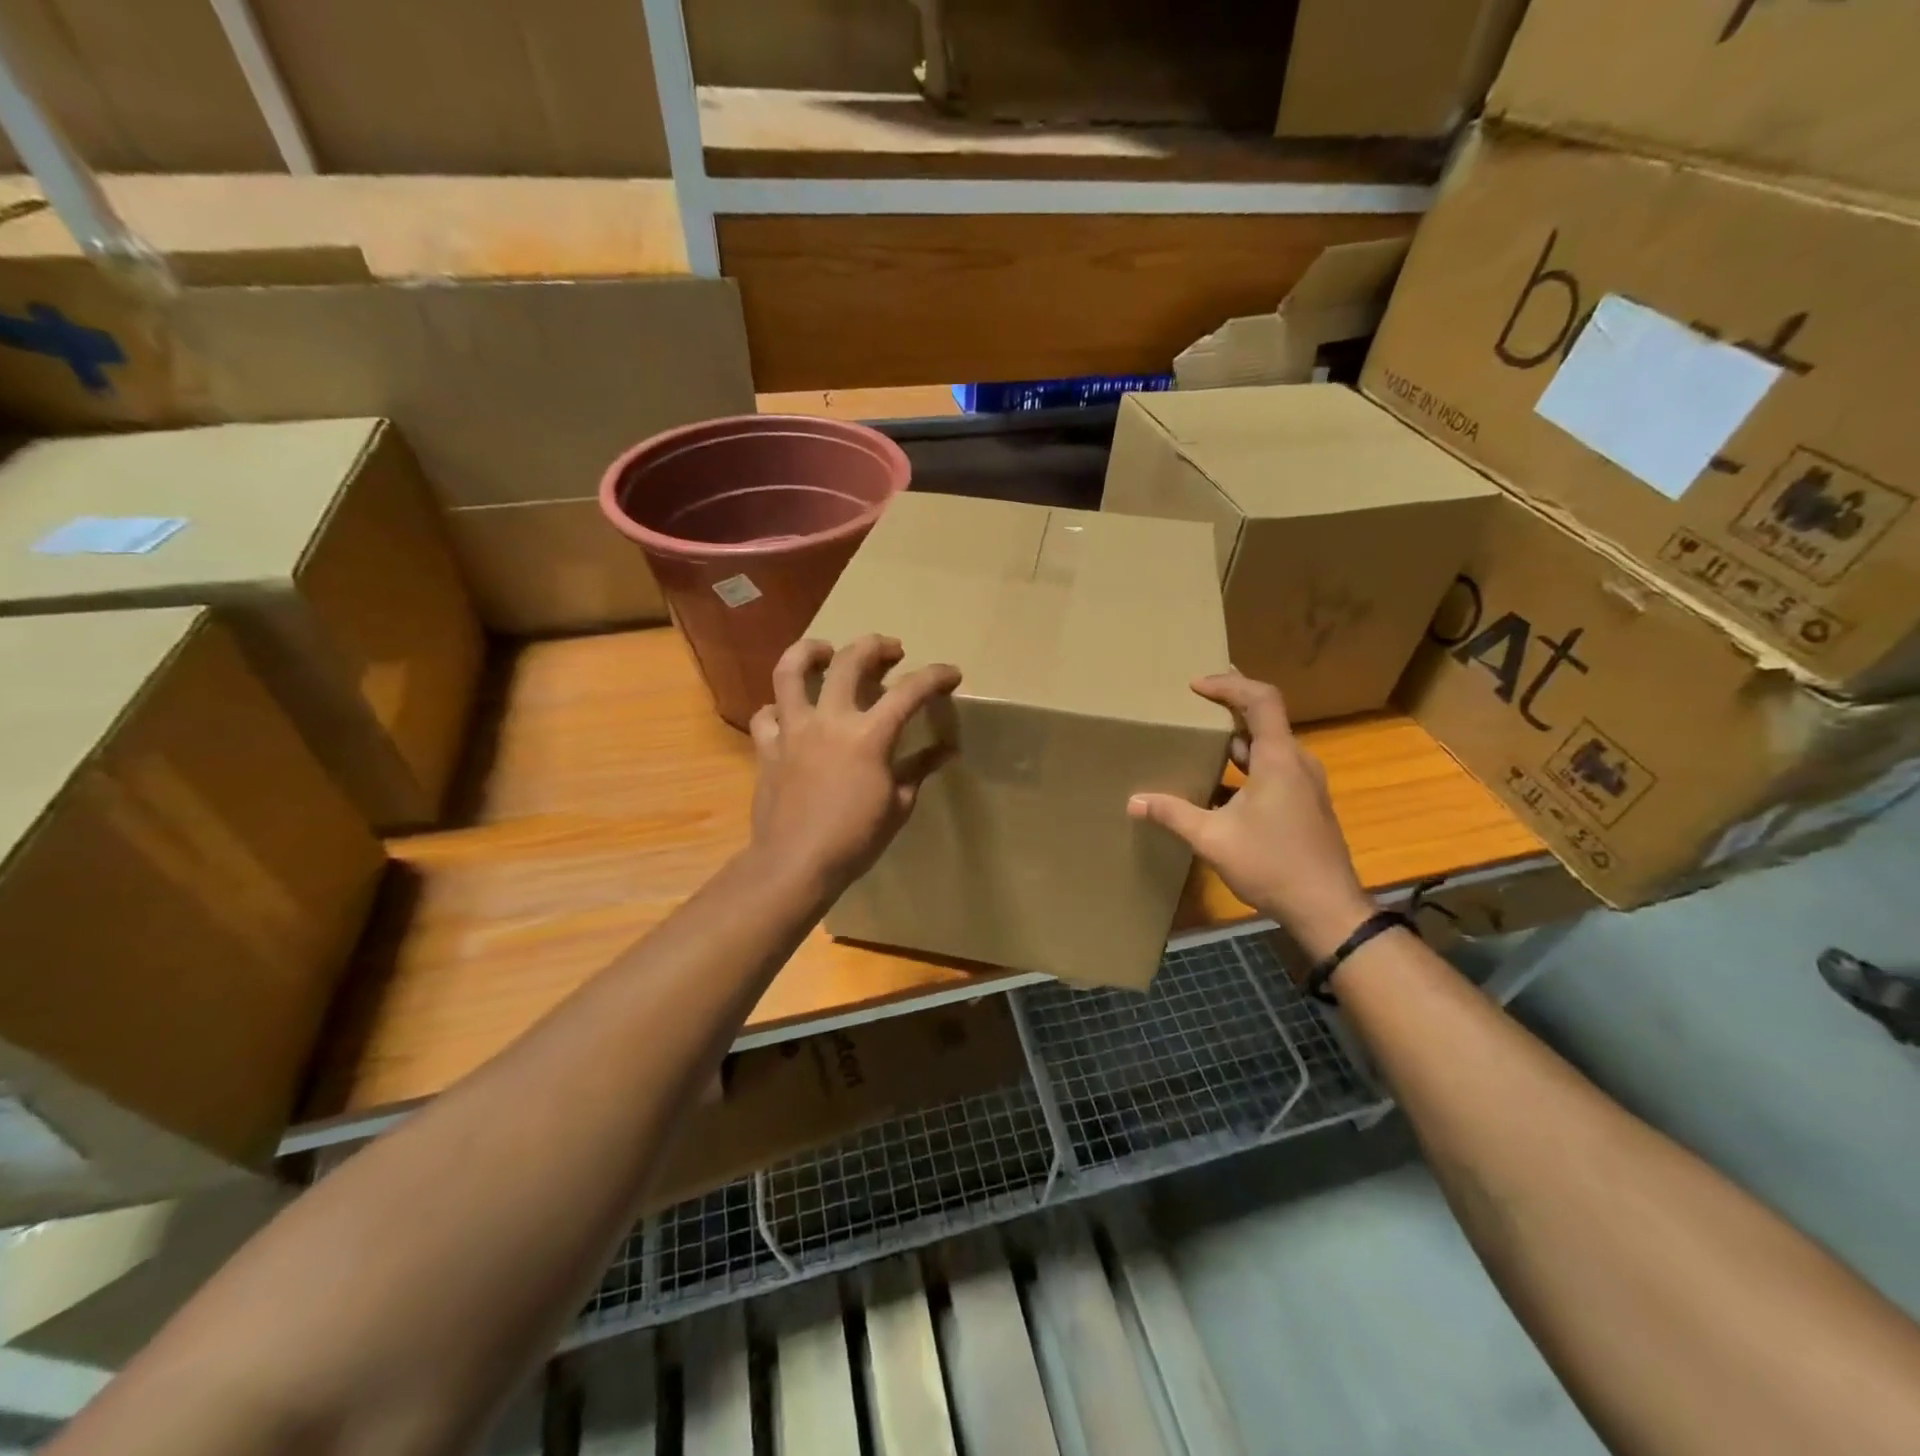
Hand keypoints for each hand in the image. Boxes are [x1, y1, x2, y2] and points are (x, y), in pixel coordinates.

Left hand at [748, 635, 961, 894]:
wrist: (795, 863)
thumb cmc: (855, 839)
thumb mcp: (899, 806)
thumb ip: (919, 769)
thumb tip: (946, 750)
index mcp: (869, 735)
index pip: (910, 692)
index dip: (935, 677)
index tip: (951, 674)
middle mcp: (830, 720)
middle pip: (850, 660)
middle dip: (876, 646)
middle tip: (891, 650)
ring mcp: (793, 730)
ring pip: (791, 671)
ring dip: (810, 652)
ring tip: (825, 651)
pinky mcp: (767, 747)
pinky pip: (766, 714)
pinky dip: (779, 709)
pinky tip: (789, 714)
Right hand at [1128, 673, 1372, 959]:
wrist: (1327, 909)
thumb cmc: (1272, 865)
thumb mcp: (1213, 839)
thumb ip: (1173, 814)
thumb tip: (1134, 801)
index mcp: (1279, 759)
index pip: (1261, 699)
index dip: (1229, 685)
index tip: (1195, 686)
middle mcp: (1297, 762)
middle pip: (1266, 717)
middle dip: (1229, 705)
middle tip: (1194, 701)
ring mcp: (1305, 784)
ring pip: (1269, 746)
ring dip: (1237, 738)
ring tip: (1201, 738)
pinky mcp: (1305, 803)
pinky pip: (1273, 768)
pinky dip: (1246, 765)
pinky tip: (1219, 785)